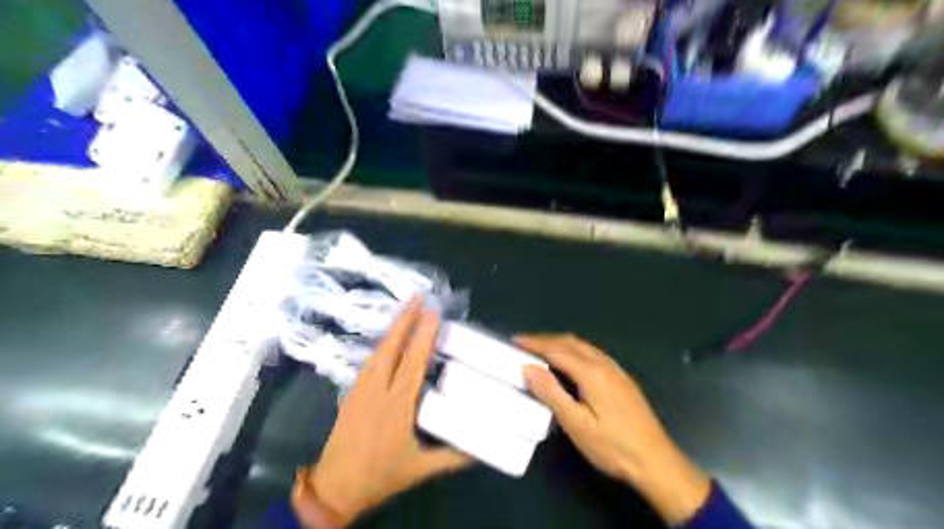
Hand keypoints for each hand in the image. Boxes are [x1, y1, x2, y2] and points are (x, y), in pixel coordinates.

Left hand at [307, 299, 470, 526]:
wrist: (335, 487)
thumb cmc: (381, 475)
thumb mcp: (421, 469)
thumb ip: (453, 457)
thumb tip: (483, 449)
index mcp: (397, 404)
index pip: (413, 361)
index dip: (424, 335)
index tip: (433, 312)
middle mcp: (377, 390)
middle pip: (391, 347)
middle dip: (405, 319)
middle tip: (418, 297)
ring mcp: (360, 389)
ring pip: (377, 351)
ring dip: (392, 329)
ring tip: (405, 311)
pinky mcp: (351, 394)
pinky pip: (368, 362)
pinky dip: (381, 345)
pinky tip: (387, 341)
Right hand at [515, 335, 707, 525]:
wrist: (656, 462)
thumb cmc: (613, 447)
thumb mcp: (576, 424)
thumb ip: (551, 393)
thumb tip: (528, 368)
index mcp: (592, 373)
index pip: (557, 350)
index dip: (535, 344)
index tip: (515, 341)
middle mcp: (605, 365)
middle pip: (570, 342)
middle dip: (546, 340)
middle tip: (524, 344)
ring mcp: (617, 370)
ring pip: (583, 346)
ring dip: (560, 343)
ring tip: (541, 350)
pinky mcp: (622, 379)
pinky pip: (593, 354)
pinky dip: (574, 350)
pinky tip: (569, 362)